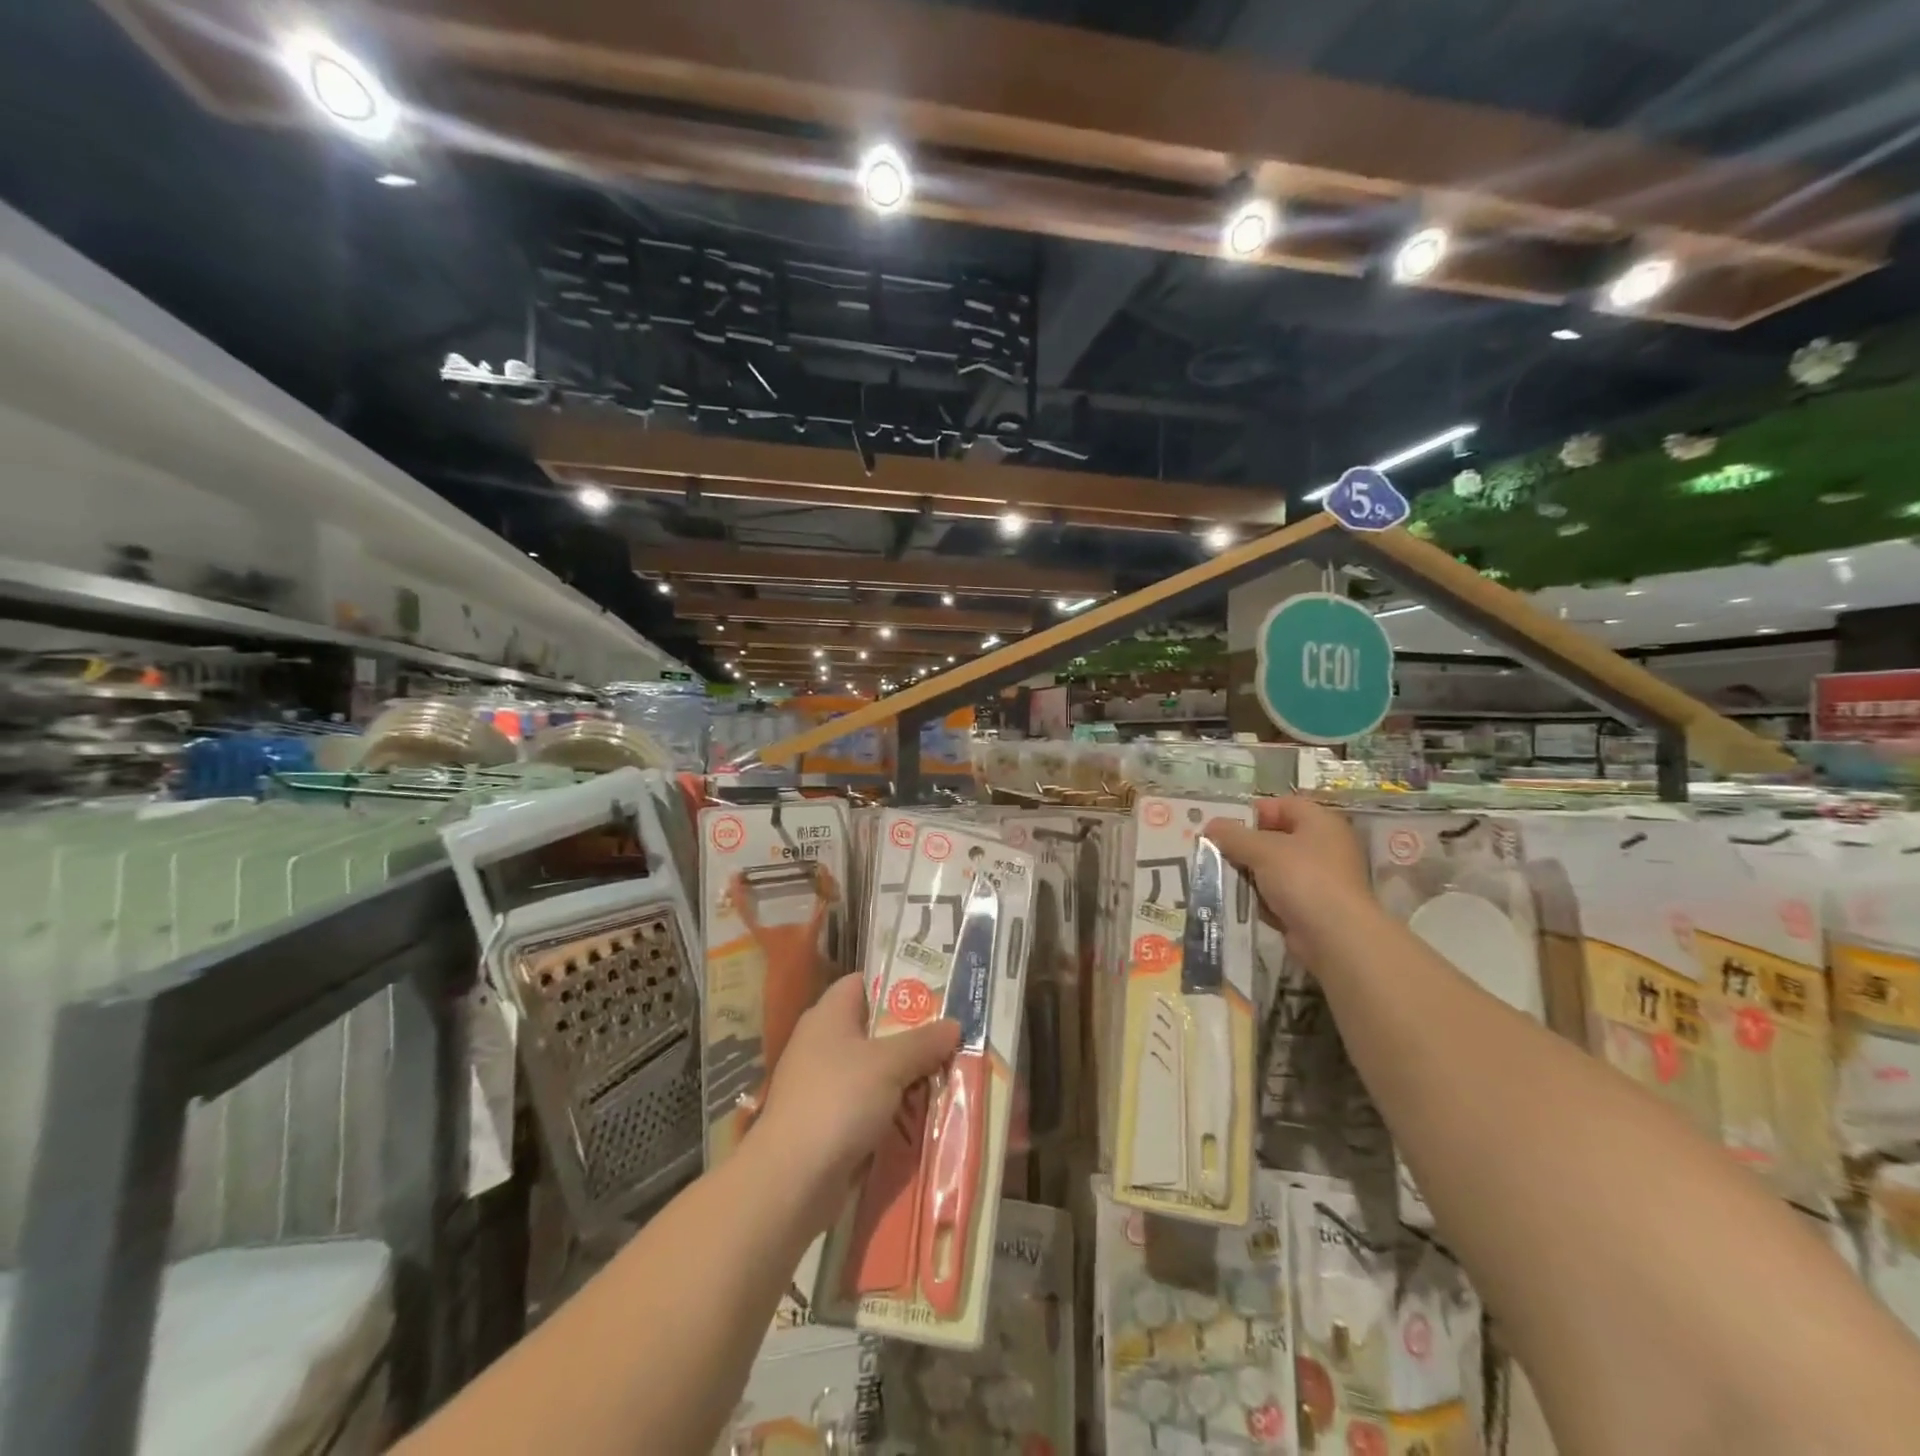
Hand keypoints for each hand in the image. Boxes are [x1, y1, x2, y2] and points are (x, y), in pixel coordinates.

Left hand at [752, 973, 959, 1229]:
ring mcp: (822, 1083)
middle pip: (873, 1027)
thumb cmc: (839, 1101)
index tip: (935, 993)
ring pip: (873, 1069)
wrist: (791, 1180)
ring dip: (906, 1075)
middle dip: (911, 1035)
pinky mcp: (826, 1121)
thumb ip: (924, 1042)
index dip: (896, 984)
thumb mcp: (889, 1064)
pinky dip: (891, 1107)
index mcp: (828, 1014)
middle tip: (951, 1038)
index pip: (863, 982)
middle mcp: (822, 1042)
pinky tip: (922, 1114)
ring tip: (947, 1076)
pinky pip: (867, 1103)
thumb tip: (954, 1025)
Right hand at [1204, 796, 1375, 966]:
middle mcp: (1324, 847)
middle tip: (1214, 850)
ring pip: (1274, 869)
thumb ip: (1233, 835)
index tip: (1224, 825)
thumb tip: (1211, 825)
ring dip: (1249, 873)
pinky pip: (1278, 895)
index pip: (1283, 805)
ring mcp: (1319, 879)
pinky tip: (1237, 901)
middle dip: (1245, 845)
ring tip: (1219, 876)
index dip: (1252, 812)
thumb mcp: (1261, 849)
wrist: (1335, 937)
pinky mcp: (1311, 907)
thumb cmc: (1302, 878)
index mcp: (1320, 823)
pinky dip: (1259, 897)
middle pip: (1276, 838)